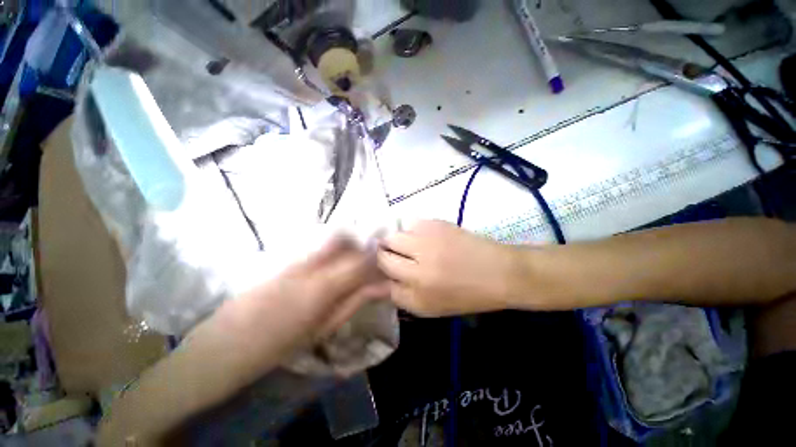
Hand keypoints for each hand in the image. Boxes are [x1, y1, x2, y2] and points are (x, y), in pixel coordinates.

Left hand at [211, 236, 387, 364]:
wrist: (223, 347)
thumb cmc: (279, 347)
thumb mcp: (324, 329)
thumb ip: (355, 302)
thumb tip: (382, 287)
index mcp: (323, 288)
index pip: (362, 261)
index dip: (378, 259)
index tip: (386, 263)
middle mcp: (311, 266)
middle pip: (349, 242)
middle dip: (365, 248)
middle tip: (374, 260)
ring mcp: (295, 259)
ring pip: (334, 239)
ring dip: (351, 246)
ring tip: (357, 260)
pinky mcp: (286, 259)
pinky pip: (319, 245)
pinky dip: (335, 248)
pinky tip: (336, 261)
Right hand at [377, 220, 524, 316]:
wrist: (499, 272)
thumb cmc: (464, 295)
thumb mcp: (429, 308)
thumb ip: (400, 296)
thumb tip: (377, 283)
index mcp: (418, 285)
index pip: (383, 271)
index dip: (379, 269)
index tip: (382, 268)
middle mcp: (419, 258)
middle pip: (384, 249)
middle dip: (385, 253)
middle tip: (395, 257)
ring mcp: (429, 236)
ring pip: (395, 234)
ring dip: (397, 241)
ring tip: (410, 247)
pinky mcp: (438, 222)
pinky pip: (411, 223)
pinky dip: (411, 231)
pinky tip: (423, 238)